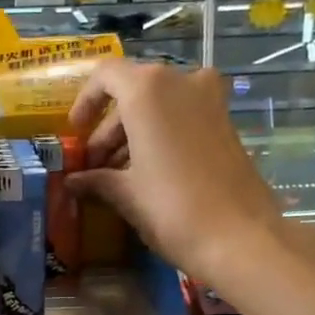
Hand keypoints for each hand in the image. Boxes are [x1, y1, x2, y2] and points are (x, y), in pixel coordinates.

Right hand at [67, 61, 293, 285]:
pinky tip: (149, 175)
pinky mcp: (226, 122)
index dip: (85, 102)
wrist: (240, 238)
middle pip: (133, 92)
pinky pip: (182, 118)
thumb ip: (97, 180)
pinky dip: (161, 137)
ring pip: (159, 106)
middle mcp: (181, 81)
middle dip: (109, 128)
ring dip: (134, 135)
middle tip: (95, 166)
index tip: (76, 133)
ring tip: (118, 176)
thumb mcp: (126, 195)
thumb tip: (73, 182)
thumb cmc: (171, 209)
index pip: (106, 76)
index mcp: (148, 90)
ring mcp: (209, 100)